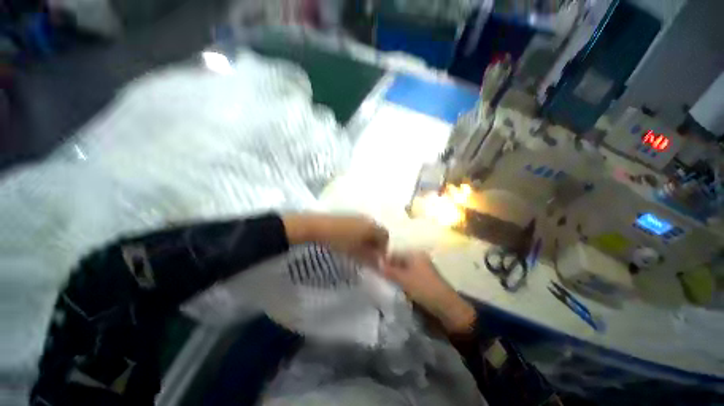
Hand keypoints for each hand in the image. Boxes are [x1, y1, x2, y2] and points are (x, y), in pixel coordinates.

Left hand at [283, 214, 388, 265]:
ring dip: (368, 240)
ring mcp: (357, 216)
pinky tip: (351, 243)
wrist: (317, 227)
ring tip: (361, 251)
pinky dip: (359, 235)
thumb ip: (370, 257)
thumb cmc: (339, 240)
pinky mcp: (347, 216)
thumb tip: (380, 263)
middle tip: (371, 256)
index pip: (385, 236)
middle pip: (377, 232)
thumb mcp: (356, 252)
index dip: (384, 249)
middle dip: (376, 244)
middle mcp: (367, 219)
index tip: (379, 259)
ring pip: (368, 229)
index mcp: (372, 226)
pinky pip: (359, 226)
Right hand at [382, 252, 475, 333]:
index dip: (383, 257)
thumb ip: (388, 270)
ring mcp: (420, 267)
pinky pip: (406, 274)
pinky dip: (399, 277)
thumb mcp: (404, 279)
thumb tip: (374, 262)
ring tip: (382, 278)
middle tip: (376, 272)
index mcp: (415, 253)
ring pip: (401, 267)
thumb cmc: (424, 289)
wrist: (446, 307)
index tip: (372, 264)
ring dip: (392, 272)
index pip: (394, 251)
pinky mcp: (421, 277)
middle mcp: (417, 257)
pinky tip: (392, 283)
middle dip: (387, 265)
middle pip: (397, 258)